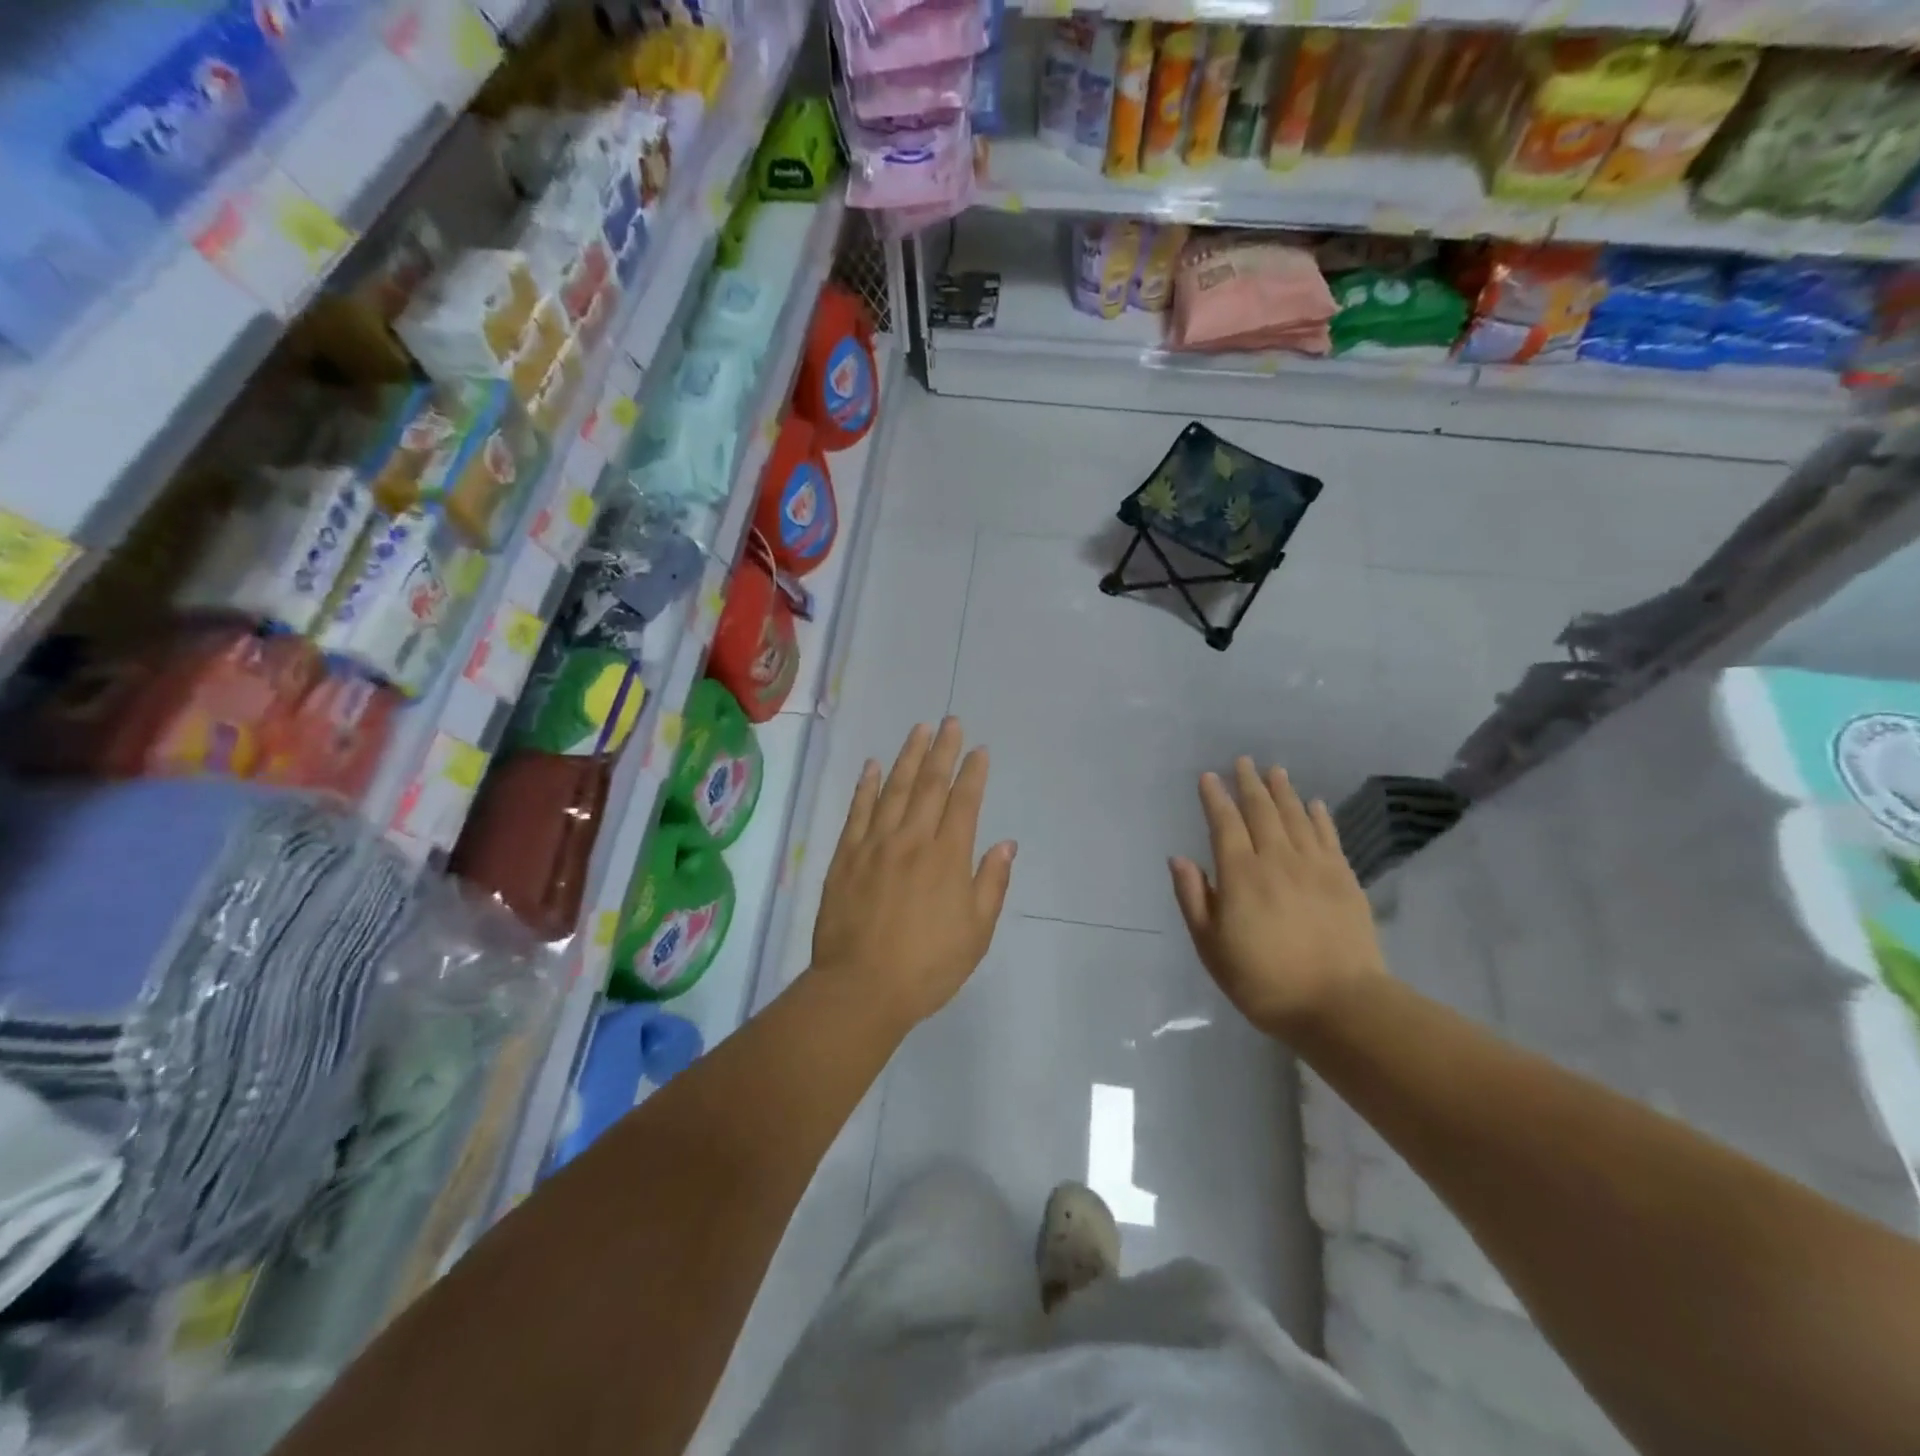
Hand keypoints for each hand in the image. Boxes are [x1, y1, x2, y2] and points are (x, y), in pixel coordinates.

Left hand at [810, 718, 1016, 1029]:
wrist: (861, 988)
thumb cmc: (928, 966)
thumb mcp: (976, 933)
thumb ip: (992, 884)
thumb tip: (1006, 844)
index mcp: (948, 857)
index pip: (964, 802)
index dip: (973, 773)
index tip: (979, 750)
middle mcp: (912, 840)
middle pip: (930, 785)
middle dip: (943, 750)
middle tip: (950, 721)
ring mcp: (875, 845)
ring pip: (894, 789)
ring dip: (908, 757)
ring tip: (919, 730)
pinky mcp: (846, 857)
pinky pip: (857, 812)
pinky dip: (865, 786)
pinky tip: (872, 766)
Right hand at [1169, 758, 1385, 1038]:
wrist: (1340, 1005)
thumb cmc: (1263, 981)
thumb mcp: (1211, 947)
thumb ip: (1193, 898)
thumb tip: (1178, 858)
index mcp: (1240, 875)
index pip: (1224, 824)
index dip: (1214, 798)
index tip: (1208, 777)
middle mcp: (1277, 860)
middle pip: (1261, 811)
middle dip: (1249, 784)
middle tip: (1243, 761)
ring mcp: (1315, 867)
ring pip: (1296, 817)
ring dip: (1283, 791)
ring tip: (1275, 771)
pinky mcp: (1345, 879)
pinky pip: (1328, 837)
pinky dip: (1319, 816)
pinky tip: (1314, 803)